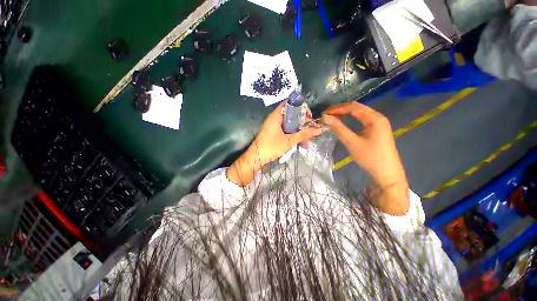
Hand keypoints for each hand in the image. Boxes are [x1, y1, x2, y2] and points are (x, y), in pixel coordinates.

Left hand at [252, 101, 325, 164]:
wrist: (256, 158)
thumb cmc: (271, 147)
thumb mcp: (289, 141)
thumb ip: (304, 134)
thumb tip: (320, 129)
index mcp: (276, 115)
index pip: (290, 103)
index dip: (301, 107)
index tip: (308, 116)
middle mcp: (274, 118)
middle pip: (291, 114)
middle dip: (301, 121)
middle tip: (309, 128)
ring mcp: (273, 125)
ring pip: (289, 123)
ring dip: (298, 129)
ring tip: (306, 139)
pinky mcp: (273, 132)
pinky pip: (285, 129)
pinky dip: (292, 133)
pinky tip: (299, 142)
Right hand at [323, 102, 409, 214]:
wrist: (387, 173)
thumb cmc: (370, 158)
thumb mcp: (352, 143)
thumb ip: (339, 129)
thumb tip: (325, 118)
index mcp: (374, 118)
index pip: (353, 107)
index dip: (337, 109)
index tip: (324, 113)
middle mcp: (378, 117)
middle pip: (357, 107)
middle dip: (340, 109)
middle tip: (326, 115)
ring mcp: (378, 123)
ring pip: (359, 113)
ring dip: (345, 113)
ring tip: (332, 117)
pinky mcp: (376, 129)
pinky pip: (361, 119)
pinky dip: (350, 118)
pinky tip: (343, 121)